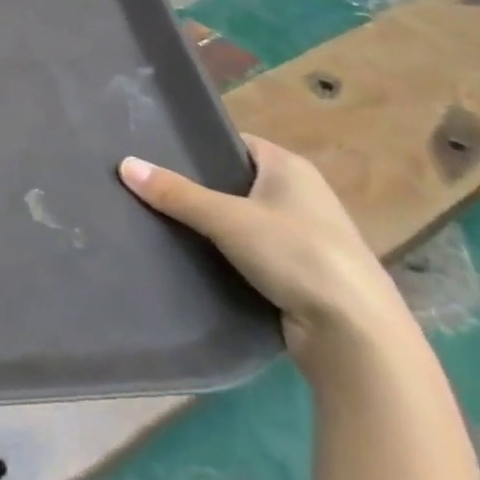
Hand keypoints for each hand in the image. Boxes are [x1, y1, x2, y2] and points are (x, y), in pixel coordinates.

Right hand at [119, 135, 410, 371]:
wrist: (355, 336)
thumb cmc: (298, 255)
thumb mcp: (228, 218)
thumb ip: (176, 193)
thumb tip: (124, 164)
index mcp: (290, 167)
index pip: (233, 143)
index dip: (196, 146)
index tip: (153, 152)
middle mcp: (299, 195)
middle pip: (232, 181)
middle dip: (193, 187)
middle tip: (144, 186)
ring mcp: (300, 235)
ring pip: (238, 219)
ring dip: (206, 223)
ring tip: (155, 219)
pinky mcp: (296, 272)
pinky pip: (247, 251)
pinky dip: (221, 252)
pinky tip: (187, 256)